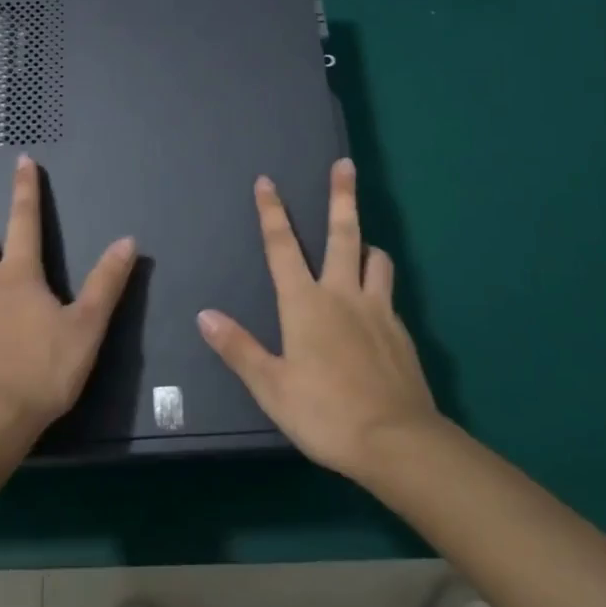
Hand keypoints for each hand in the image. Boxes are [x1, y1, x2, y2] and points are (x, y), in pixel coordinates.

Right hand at [197, 159, 440, 483]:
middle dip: (342, 196)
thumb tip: (205, 315)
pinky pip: (388, 294)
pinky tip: (376, 306)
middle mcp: (342, 294)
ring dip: (367, 244)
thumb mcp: (272, 386)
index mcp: (306, 303)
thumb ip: (239, 348)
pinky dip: (379, 285)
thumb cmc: (325, 412)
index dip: (271, 212)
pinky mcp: (400, 332)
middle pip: (343, 234)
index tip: (267, 181)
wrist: (398, 442)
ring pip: (375, 259)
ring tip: (363, 242)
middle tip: (346, 164)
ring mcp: (377, 310)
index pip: (282, 246)